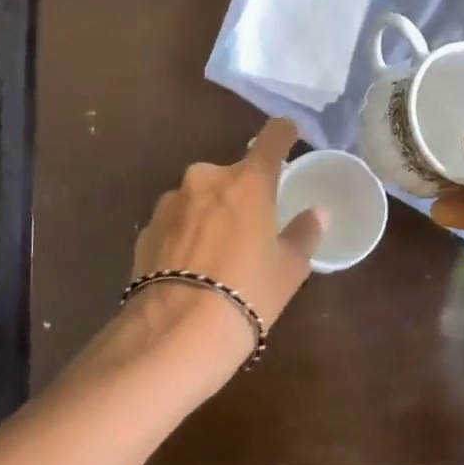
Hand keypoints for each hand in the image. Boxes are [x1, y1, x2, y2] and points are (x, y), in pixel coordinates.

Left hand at [124, 117, 325, 372]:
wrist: (176, 331)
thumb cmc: (247, 294)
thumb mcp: (289, 269)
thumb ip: (304, 234)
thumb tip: (317, 213)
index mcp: (247, 182)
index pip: (272, 139)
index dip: (283, 133)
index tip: (289, 133)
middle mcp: (206, 179)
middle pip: (232, 175)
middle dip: (242, 193)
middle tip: (251, 228)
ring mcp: (170, 202)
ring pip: (200, 197)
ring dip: (210, 213)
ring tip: (216, 255)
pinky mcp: (146, 228)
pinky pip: (175, 221)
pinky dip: (185, 234)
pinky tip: (189, 267)